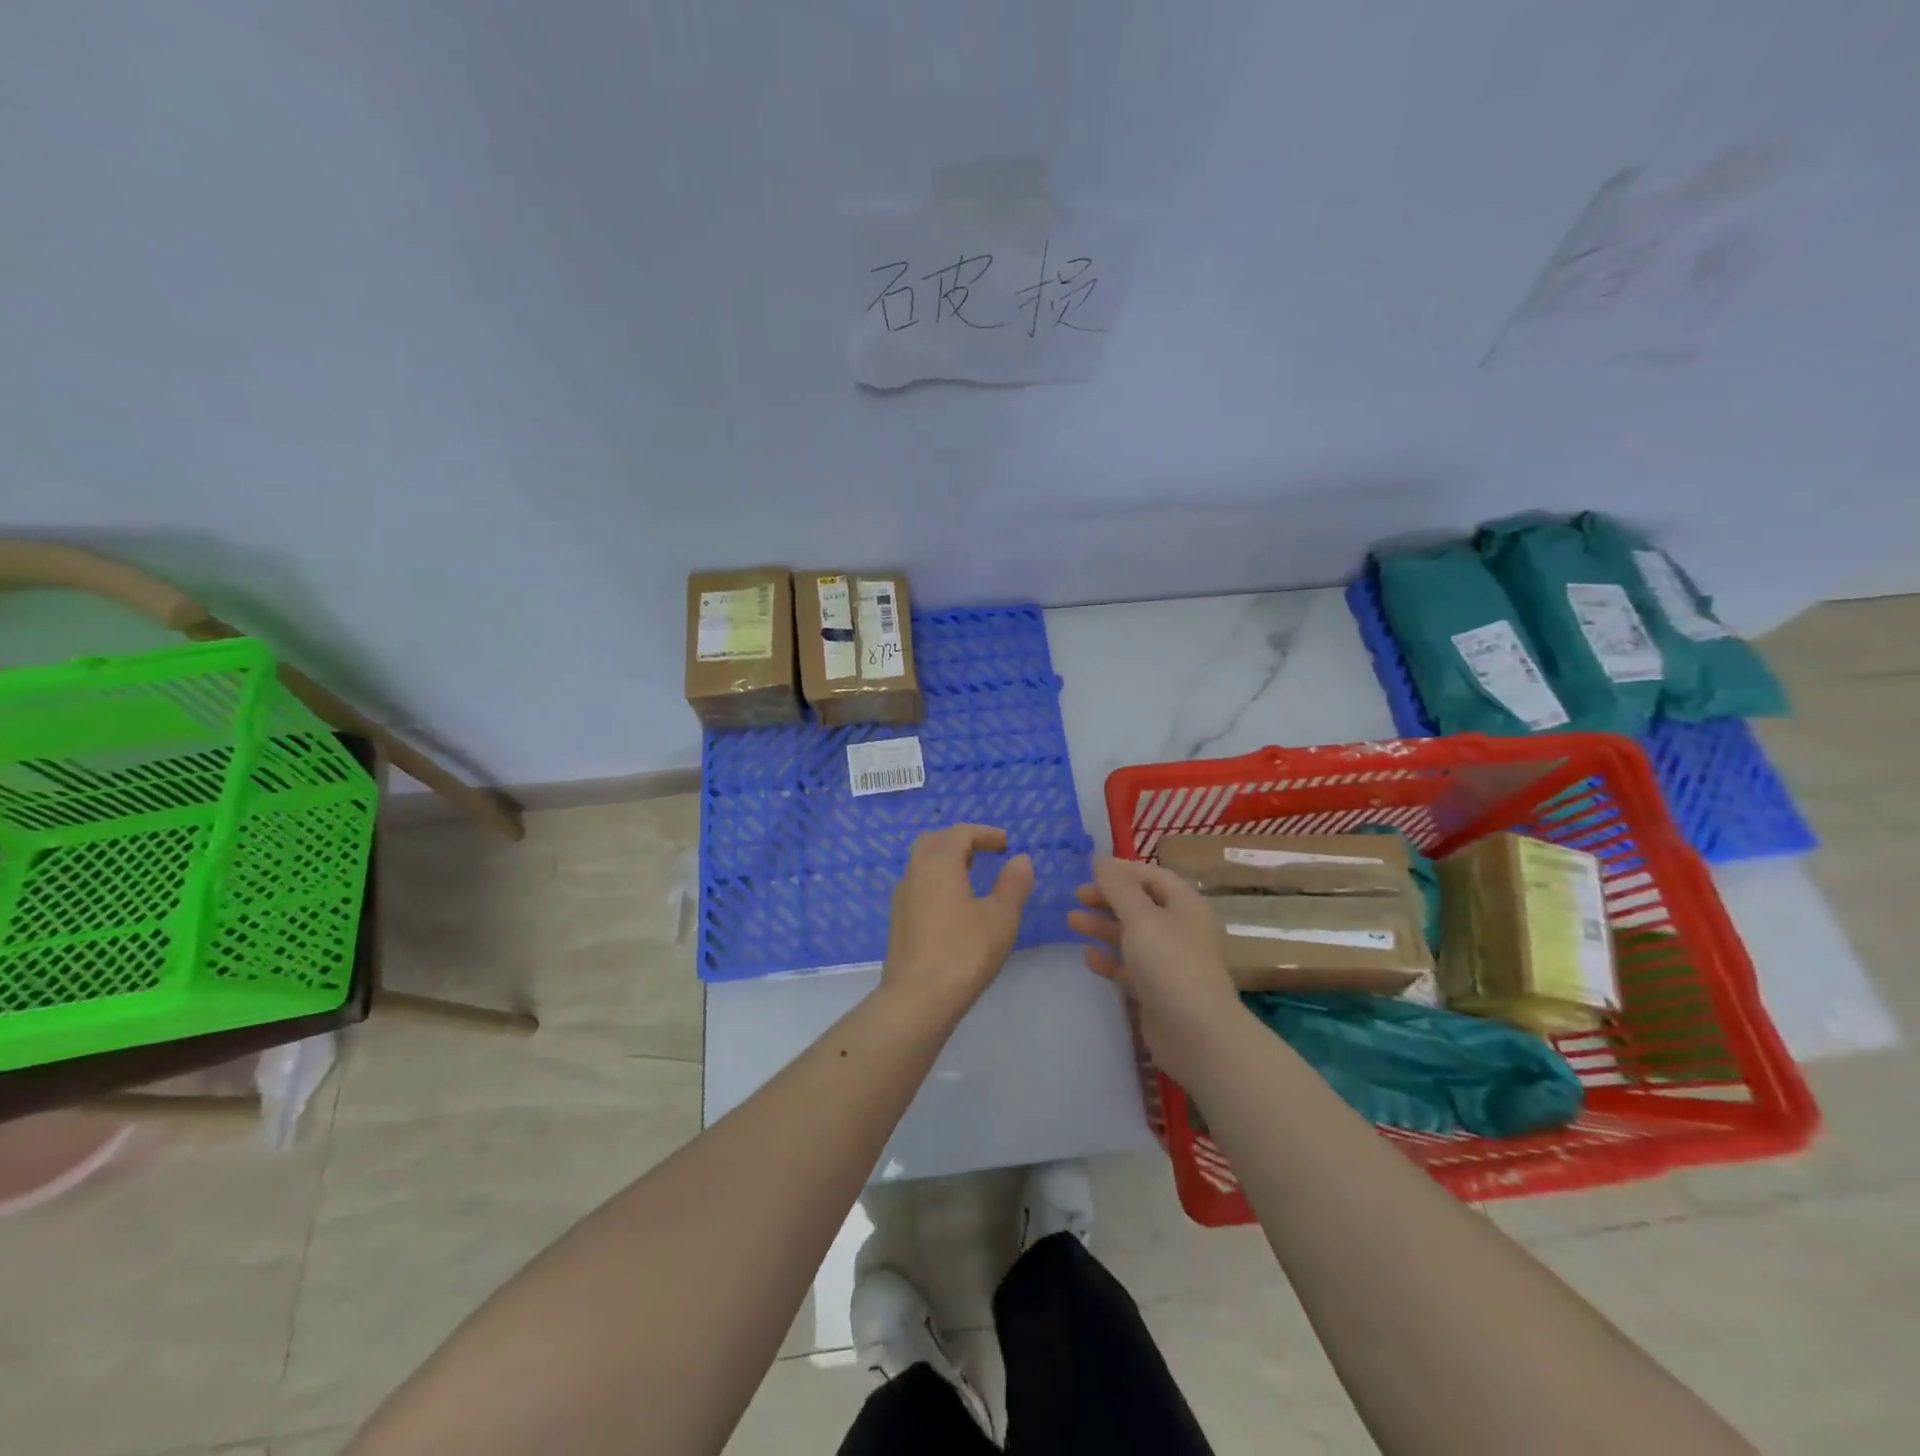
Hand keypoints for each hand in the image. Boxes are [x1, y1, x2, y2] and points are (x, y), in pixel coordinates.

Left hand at [883, 824, 1033, 1020]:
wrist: (917, 999)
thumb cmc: (964, 953)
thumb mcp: (1001, 918)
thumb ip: (1013, 884)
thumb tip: (1020, 860)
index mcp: (938, 864)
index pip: (960, 833)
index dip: (984, 833)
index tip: (1005, 843)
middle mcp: (915, 873)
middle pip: (934, 841)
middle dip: (960, 840)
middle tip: (984, 852)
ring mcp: (902, 898)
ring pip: (922, 863)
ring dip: (946, 860)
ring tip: (971, 875)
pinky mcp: (899, 921)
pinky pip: (918, 885)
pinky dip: (936, 880)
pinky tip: (953, 904)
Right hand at [1068, 856, 1241, 1082]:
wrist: (1196, 1034)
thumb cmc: (1170, 963)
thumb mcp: (1141, 917)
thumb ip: (1118, 887)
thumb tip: (1101, 860)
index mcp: (1185, 906)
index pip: (1154, 877)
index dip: (1124, 870)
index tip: (1091, 869)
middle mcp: (1180, 930)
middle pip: (1141, 905)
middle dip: (1109, 898)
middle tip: (1077, 895)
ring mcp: (1169, 962)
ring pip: (1132, 935)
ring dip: (1103, 926)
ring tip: (1071, 920)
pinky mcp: (1157, 990)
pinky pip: (1130, 967)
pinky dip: (1109, 959)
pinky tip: (1087, 956)